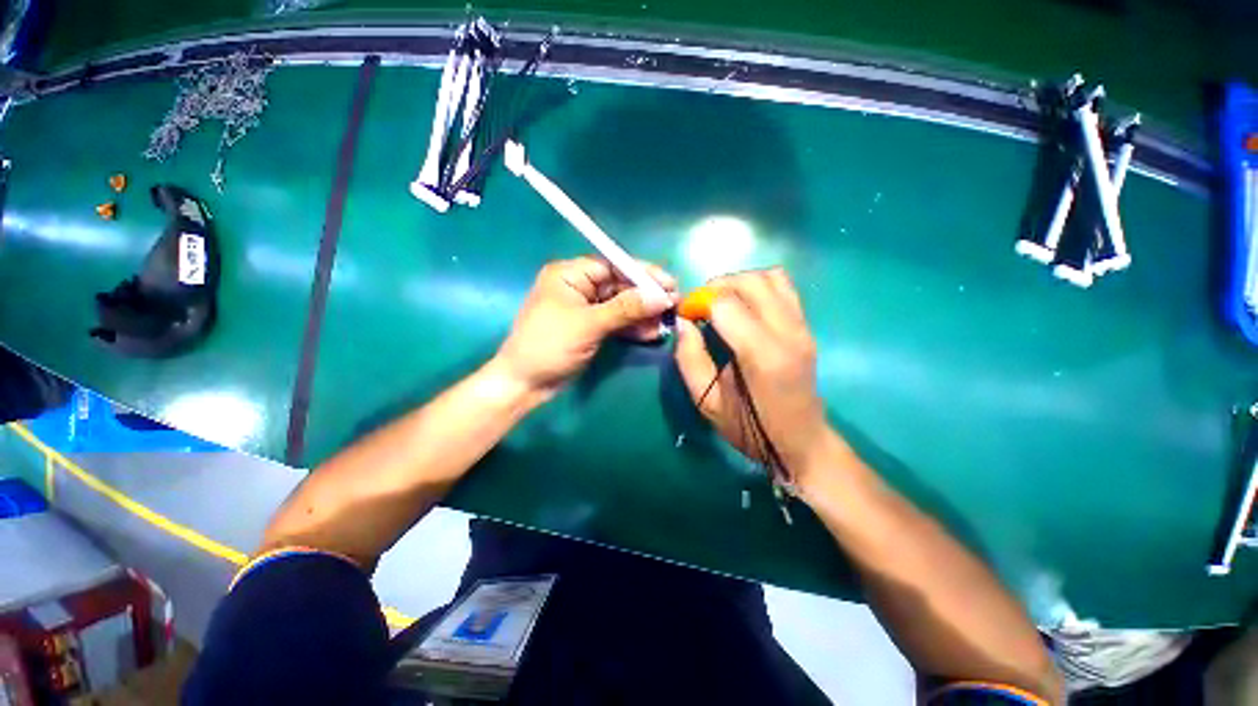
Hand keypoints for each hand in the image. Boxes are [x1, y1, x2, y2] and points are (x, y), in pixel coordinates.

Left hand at [494, 257, 677, 399]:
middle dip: (646, 297)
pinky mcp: (591, 328)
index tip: (669, 283)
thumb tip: (662, 296)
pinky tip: (651, 333)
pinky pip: (617, 322)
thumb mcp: (589, 324)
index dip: (643, 274)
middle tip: (674, 305)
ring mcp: (586, 309)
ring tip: (666, 322)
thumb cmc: (550, 345)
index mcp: (571, 275)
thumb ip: (626, 309)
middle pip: (620, 285)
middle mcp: (579, 287)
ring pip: (622, 306)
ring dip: (643, 314)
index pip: (613, 265)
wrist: (525, 383)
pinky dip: (633, 328)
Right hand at [674, 267, 829, 488]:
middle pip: (749, 282)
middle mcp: (787, 333)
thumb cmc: (749, 428)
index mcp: (762, 355)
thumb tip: (683, 322)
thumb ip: (689, 359)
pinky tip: (745, 306)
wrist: (801, 441)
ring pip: (769, 277)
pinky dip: (758, 285)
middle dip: (716, 287)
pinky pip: (783, 286)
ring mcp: (802, 327)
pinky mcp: (806, 326)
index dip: (698, 302)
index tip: (685, 315)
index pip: (726, 304)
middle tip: (700, 307)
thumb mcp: (706, 402)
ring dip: (738, 282)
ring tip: (721, 303)